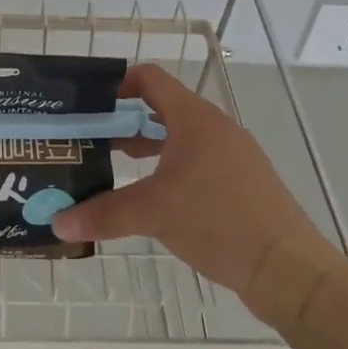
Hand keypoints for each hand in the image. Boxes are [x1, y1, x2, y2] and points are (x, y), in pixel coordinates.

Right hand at [52, 64, 334, 305]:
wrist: (289, 269)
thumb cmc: (219, 221)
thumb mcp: (154, 214)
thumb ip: (104, 214)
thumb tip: (58, 224)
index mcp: (194, 119)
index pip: (150, 79)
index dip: (118, 83)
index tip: (89, 103)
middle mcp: (215, 127)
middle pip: (162, 108)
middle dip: (125, 120)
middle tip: (92, 138)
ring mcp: (233, 154)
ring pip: (180, 137)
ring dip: (147, 146)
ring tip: (114, 165)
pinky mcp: (242, 181)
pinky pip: (198, 160)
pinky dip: (170, 167)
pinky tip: (155, 196)